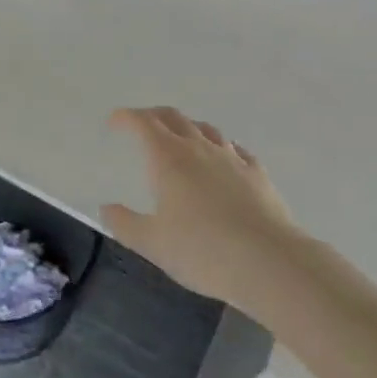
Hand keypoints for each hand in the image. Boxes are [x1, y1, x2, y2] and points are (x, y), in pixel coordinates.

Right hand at [103, 108, 299, 311]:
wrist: (269, 261)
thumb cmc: (202, 251)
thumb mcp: (153, 244)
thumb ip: (125, 223)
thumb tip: (107, 208)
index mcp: (168, 158)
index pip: (143, 123)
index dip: (126, 118)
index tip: (115, 122)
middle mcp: (199, 148)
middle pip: (174, 117)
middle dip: (154, 116)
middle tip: (141, 124)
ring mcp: (232, 158)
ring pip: (206, 129)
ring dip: (188, 127)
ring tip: (181, 138)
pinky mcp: (257, 174)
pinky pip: (235, 149)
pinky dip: (221, 147)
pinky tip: (224, 158)